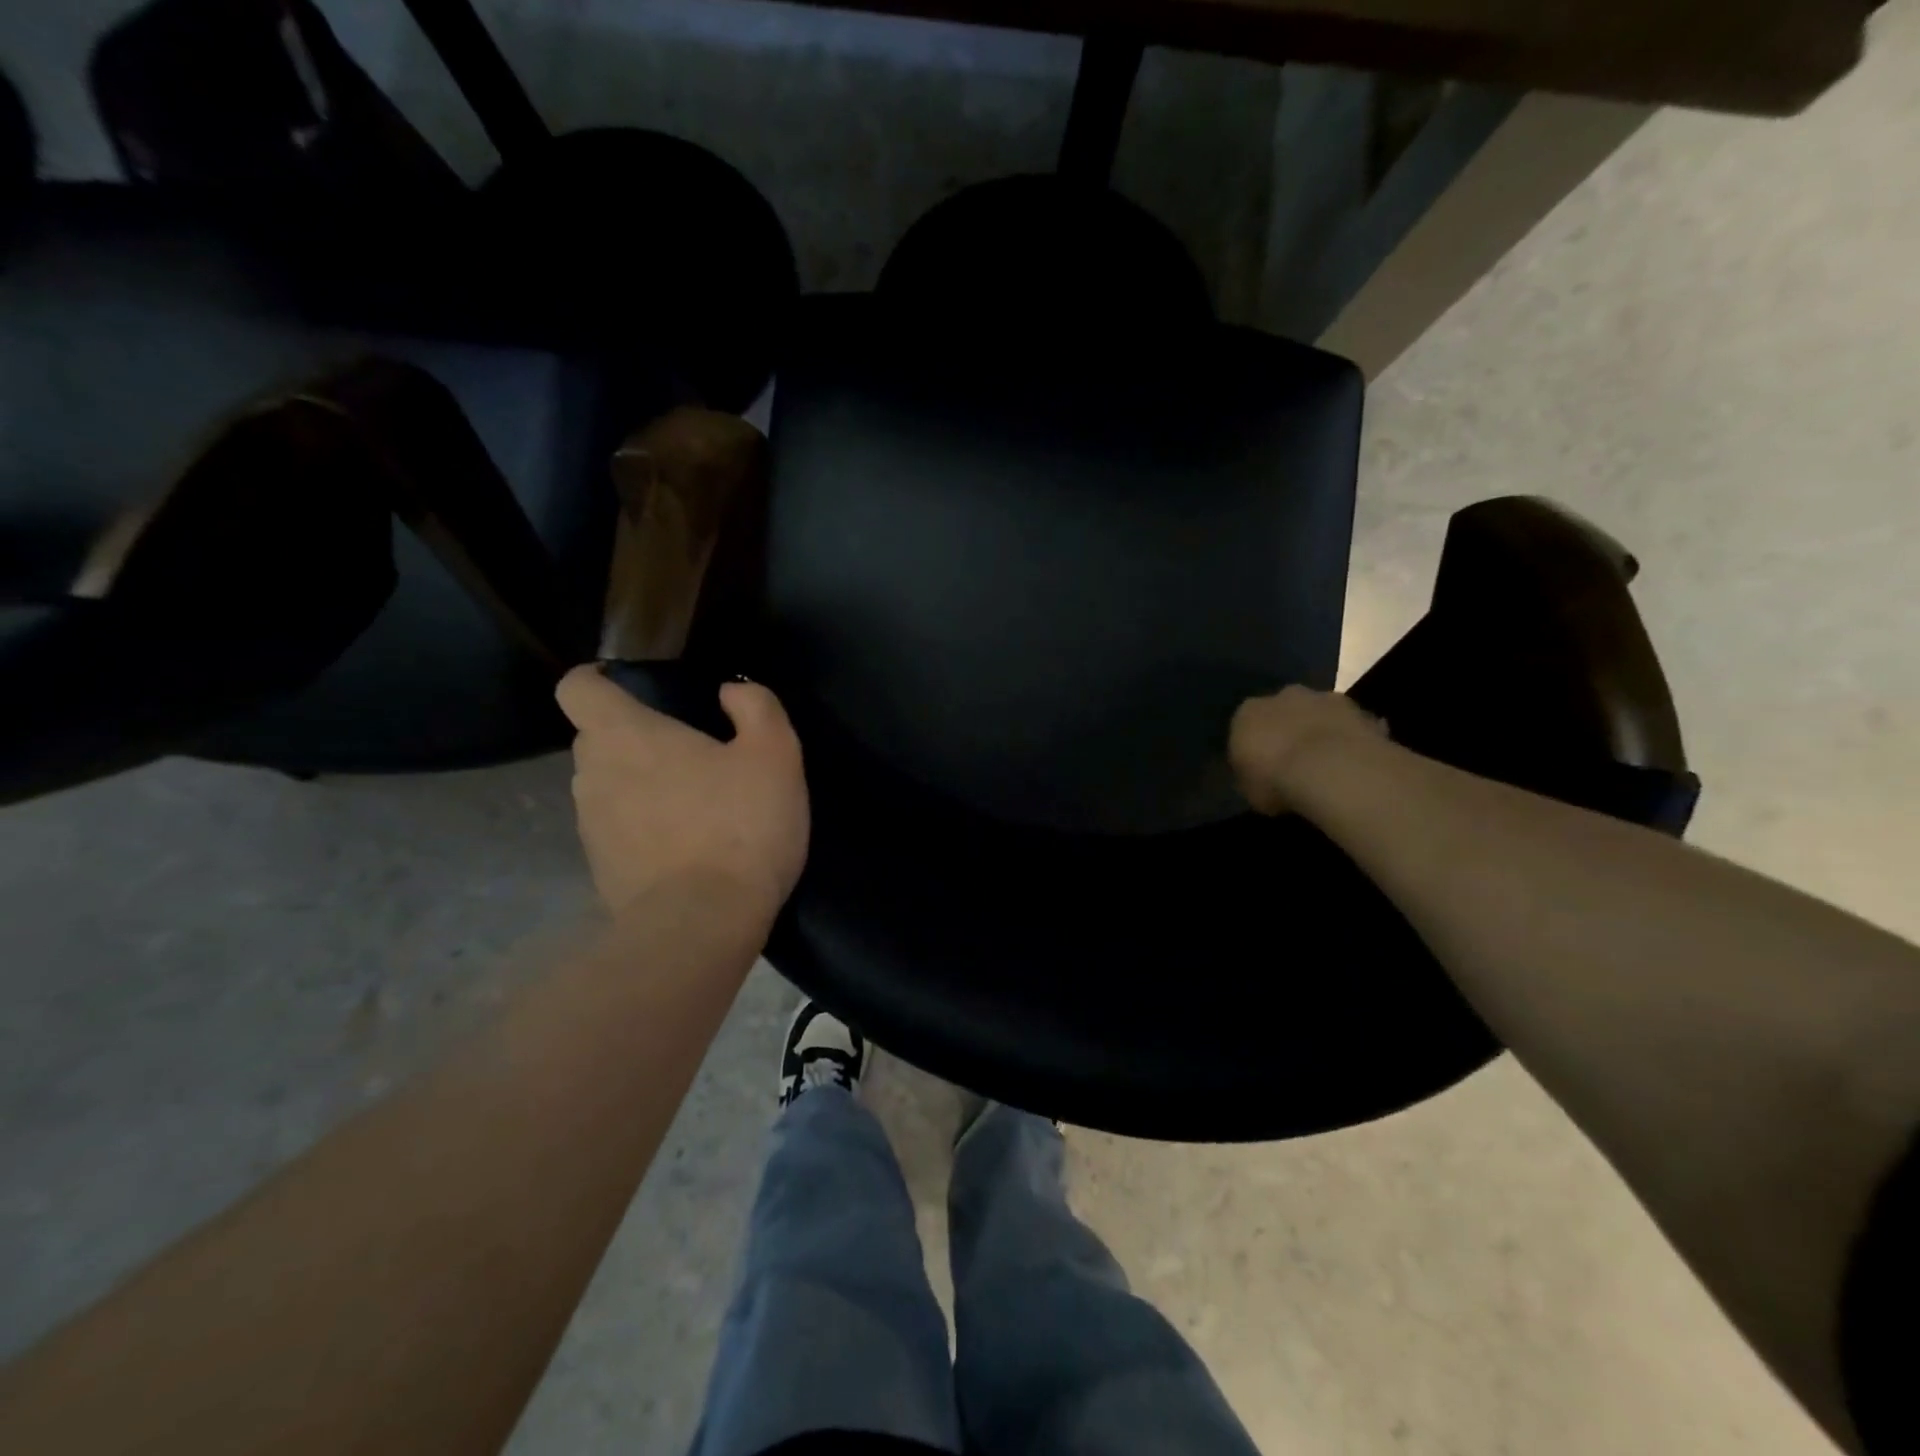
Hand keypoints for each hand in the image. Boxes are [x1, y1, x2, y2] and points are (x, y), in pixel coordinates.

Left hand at [556, 667, 808, 922]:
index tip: (631, 686)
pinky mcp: (601, 869)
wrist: (702, 924)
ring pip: (607, 786)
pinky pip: (617, 830)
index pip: (577, 687)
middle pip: (597, 738)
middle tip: (689, 752)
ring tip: (693, 804)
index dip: (598, 679)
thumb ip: (755, 707)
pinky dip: (643, 828)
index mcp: (625, 735)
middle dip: (635, 737)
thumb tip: (730, 692)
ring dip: (639, 785)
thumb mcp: (775, 754)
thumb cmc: (739, 825)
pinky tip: (687, 846)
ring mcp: (591, 826)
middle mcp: (593, 774)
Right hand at [1228, 685, 1386, 815]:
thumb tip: (1258, 778)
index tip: (1262, 768)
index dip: (1254, 747)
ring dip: (1320, 731)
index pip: (1245, 726)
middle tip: (1294, 762)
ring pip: (1318, 713)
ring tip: (1327, 764)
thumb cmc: (1276, 781)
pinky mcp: (1360, 710)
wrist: (1331, 771)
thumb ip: (1251, 776)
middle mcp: (1283, 697)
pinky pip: (1350, 725)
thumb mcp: (1249, 790)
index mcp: (1247, 713)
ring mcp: (1324, 698)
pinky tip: (1353, 765)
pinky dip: (1350, 740)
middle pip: (1283, 711)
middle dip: (1288, 731)